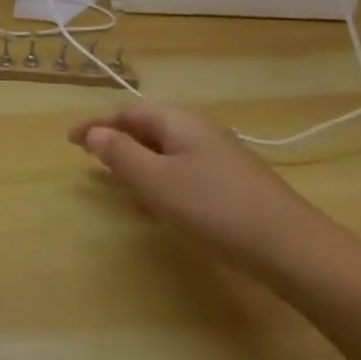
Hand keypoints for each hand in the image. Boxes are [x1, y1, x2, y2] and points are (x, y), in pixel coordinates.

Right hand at [69, 101, 328, 272]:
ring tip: (118, 179)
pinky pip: (183, 167)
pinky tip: (161, 201)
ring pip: (166, 148)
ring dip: (138, 159)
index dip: (96, 124)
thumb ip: (121, 155)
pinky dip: (160, 176)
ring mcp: (220, 155)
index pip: (127, 112)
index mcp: (178, 121)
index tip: (69, 140)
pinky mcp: (233, 181)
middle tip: (91, 158)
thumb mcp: (156, 182)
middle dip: (117, 139)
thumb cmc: (214, 208)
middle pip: (148, 126)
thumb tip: (94, 133)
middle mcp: (199, 129)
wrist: (291, 247)